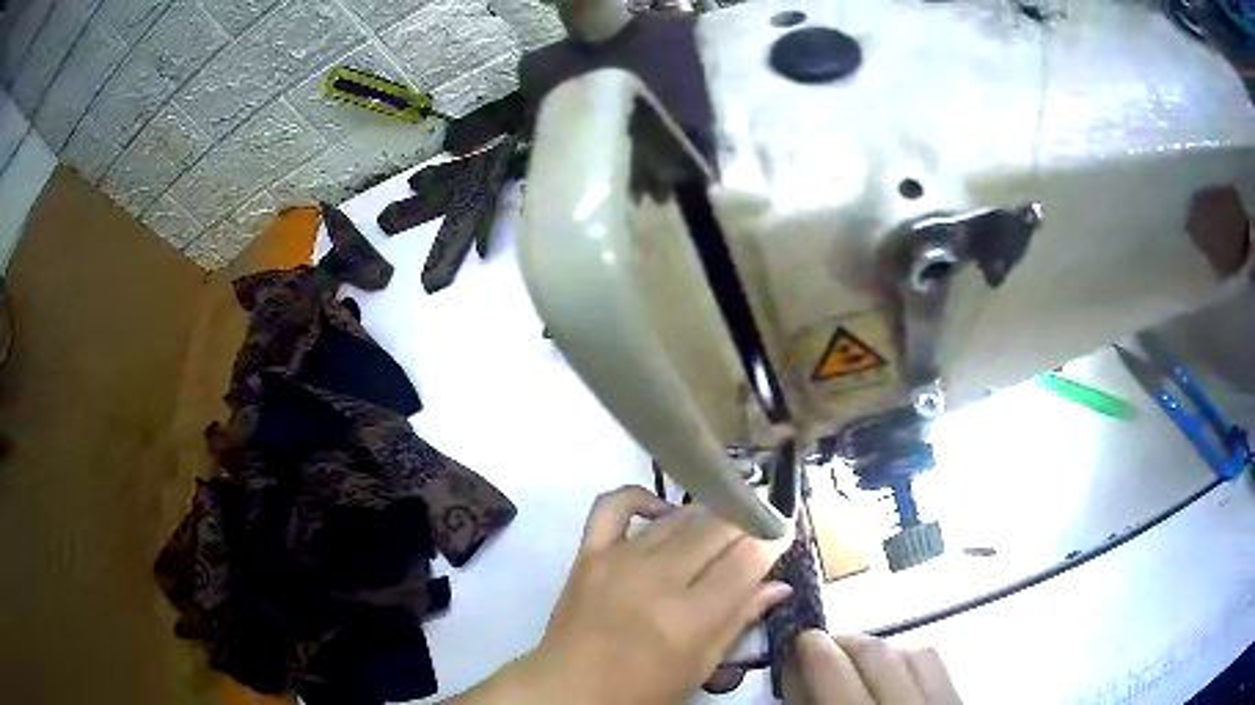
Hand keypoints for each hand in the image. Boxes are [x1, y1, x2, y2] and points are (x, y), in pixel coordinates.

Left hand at [519, 485, 792, 703]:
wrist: (569, 689)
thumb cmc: (642, 691)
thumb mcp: (700, 667)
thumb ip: (740, 620)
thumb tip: (779, 585)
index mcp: (690, 616)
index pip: (746, 559)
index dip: (773, 539)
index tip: (784, 533)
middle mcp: (658, 578)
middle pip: (717, 529)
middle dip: (746, 523)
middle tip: (757, 530)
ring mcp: (619, 559)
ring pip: (678, 516)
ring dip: (708, 515)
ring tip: (721, 526)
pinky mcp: (589, 551)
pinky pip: (615, 505)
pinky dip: (642, 497)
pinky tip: (663, 510)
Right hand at [791, 631, 961, 704]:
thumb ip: (807, 703)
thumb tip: (797, 667)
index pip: (836, 672)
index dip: (813, 648)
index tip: (800, 640)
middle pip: (878, 653)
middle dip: (847, 643)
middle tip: (825, 649)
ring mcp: (944, 702)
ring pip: (914, 652)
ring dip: (881, 650)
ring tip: (860, 665)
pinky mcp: (959, 699)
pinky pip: (937, 665)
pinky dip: (911, 659)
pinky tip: (896, 675)